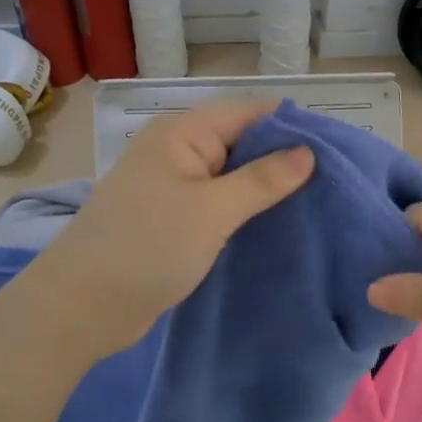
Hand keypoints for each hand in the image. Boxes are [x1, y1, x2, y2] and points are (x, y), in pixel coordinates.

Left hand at [22, 99, 314, 358]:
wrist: (82, 307)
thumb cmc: (147, 248)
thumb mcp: (212, 210)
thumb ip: (263, 179)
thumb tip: (308, 151)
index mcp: (183, 132)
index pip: (252, 114)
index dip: (294, 128)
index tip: (339, 152)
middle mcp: (179, 150)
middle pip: (244, 143)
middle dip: (285, 160)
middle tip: (336, 184)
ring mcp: (174, 185)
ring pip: (233, 176)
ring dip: (267, 189)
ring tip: (318, 205)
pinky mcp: (173, 218)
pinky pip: (219, 203)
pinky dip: (246, 211)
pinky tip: (279, 225)